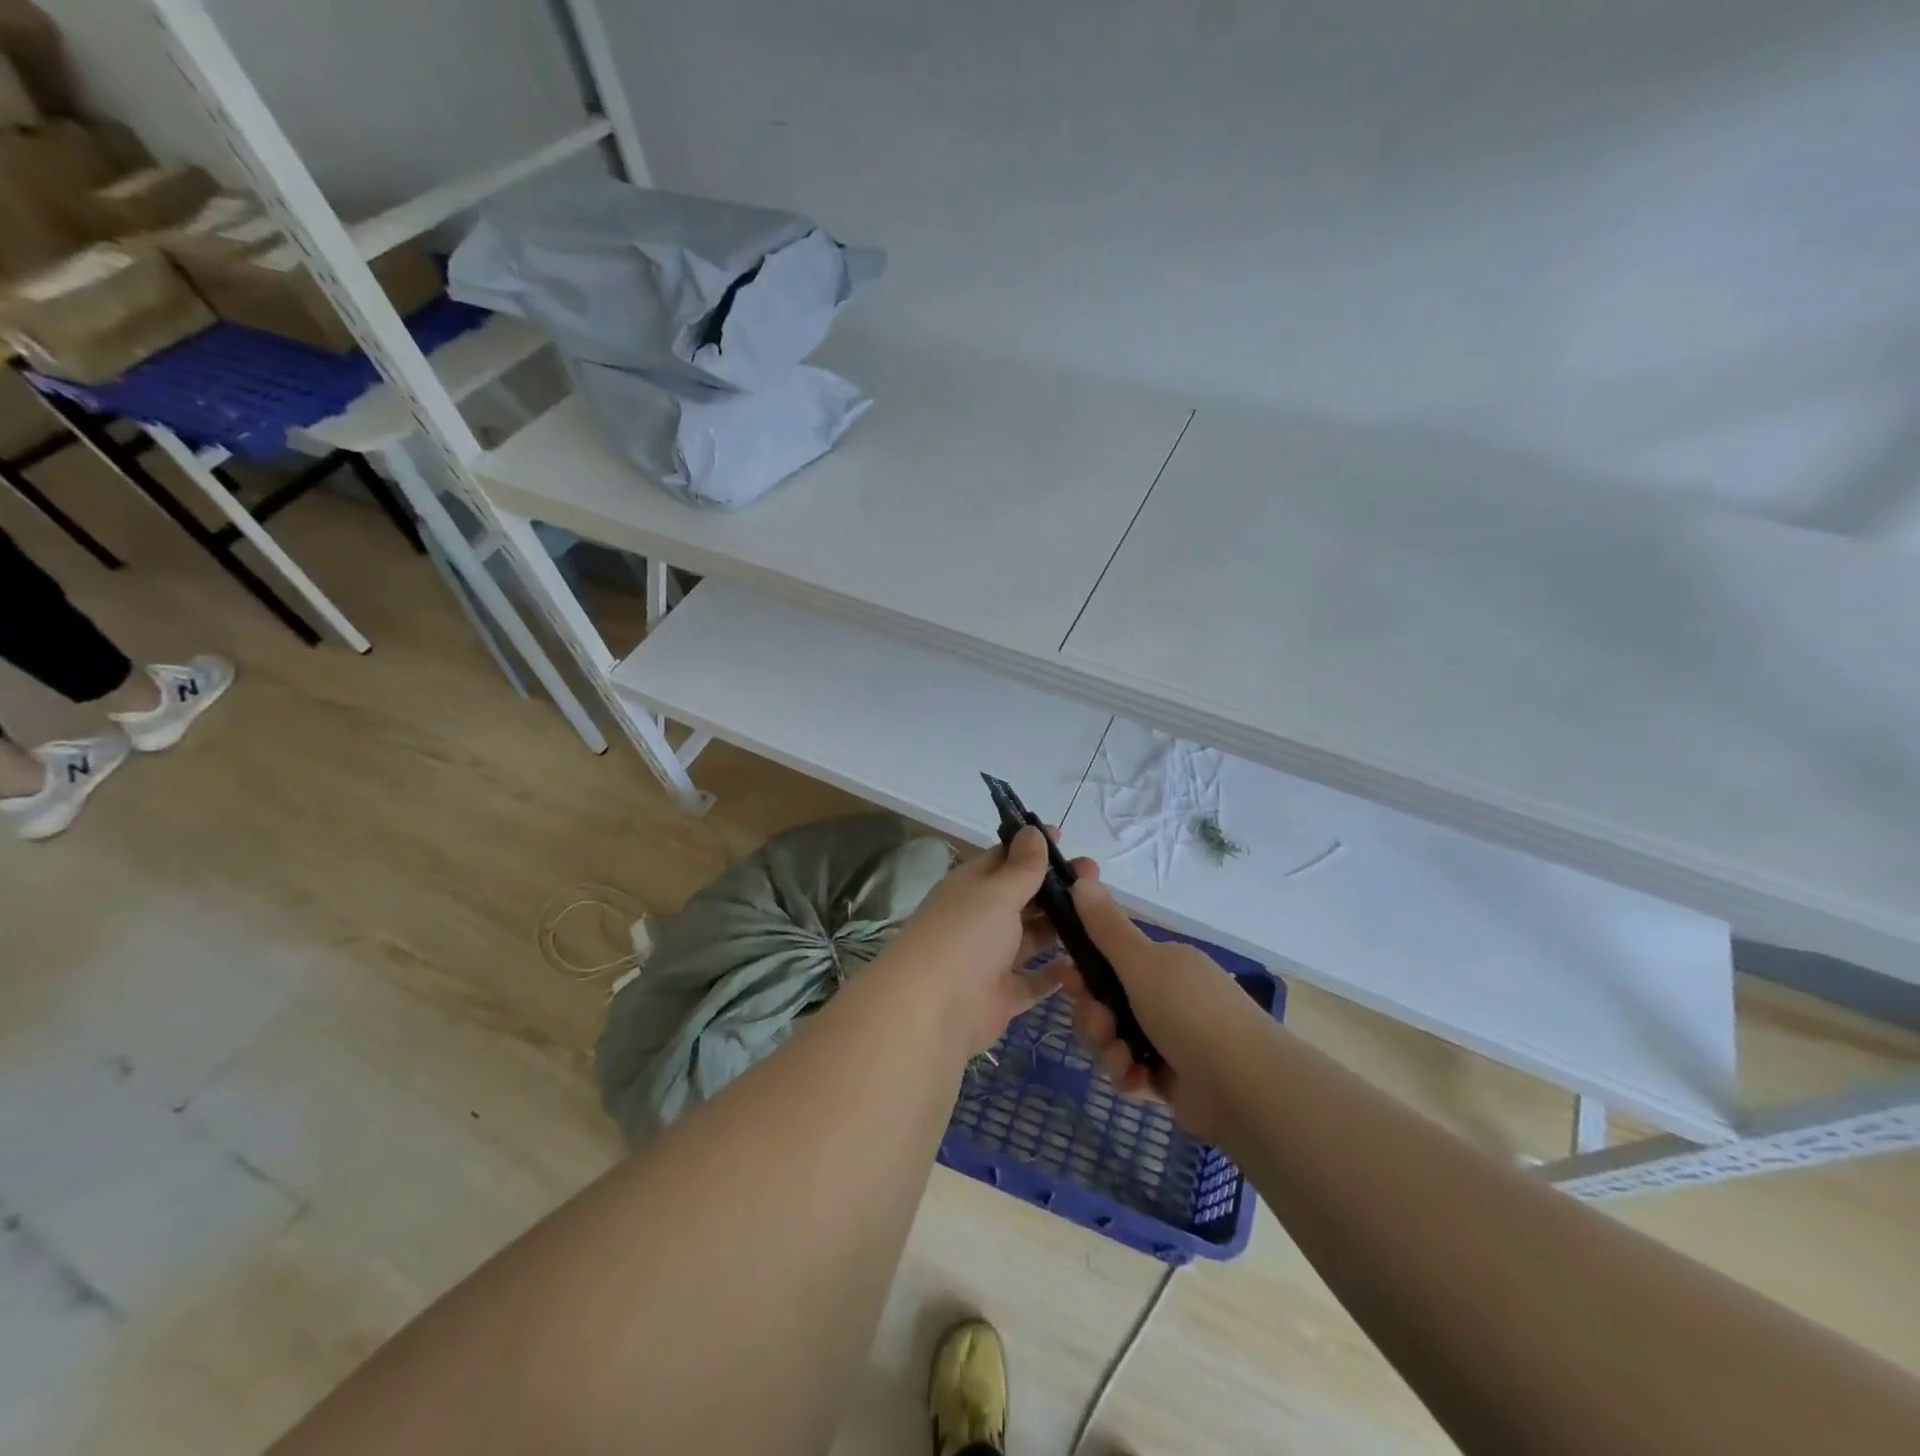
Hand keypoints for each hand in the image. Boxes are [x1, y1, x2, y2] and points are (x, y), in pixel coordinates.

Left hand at [883, 826, 1088, 1053]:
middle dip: (1056, 887)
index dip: (1032, 848)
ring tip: (1102, 915)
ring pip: (1031, 938)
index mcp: (971, 887)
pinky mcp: (1001, 997)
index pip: (1004, 859)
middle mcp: (979, 919)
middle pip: (1022, 898)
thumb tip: (1032, 830)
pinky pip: (1033, 981)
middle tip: (1095, 876)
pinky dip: (1055, 975)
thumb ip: (1021, 866)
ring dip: (1060, 928)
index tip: (1066, 839)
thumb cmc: (966, 935)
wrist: (933, 1009)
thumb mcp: (997, 892)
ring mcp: (990, 959)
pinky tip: (1084, 964)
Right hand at [1059, 876, 1278, 1140]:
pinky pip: (1130, 1070)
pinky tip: (1138, 1081)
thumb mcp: (1142, 962)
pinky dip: (1128, 1074)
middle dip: (1094, 1018)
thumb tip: (1082, 877)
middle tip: (1102, 1026)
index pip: (1109, 959)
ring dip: (1108, 1049)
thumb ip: (1106, 926)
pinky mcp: (1170, 1077)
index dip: (1084, 969)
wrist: (1244, 1086)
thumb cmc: (1189, 1012)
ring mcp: (1168, 1038)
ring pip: (1112, 1038)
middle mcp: (1165, 995)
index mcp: (1162, 963)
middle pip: (1104, 1001)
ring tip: (1124, 1061)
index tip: (1069, 979)